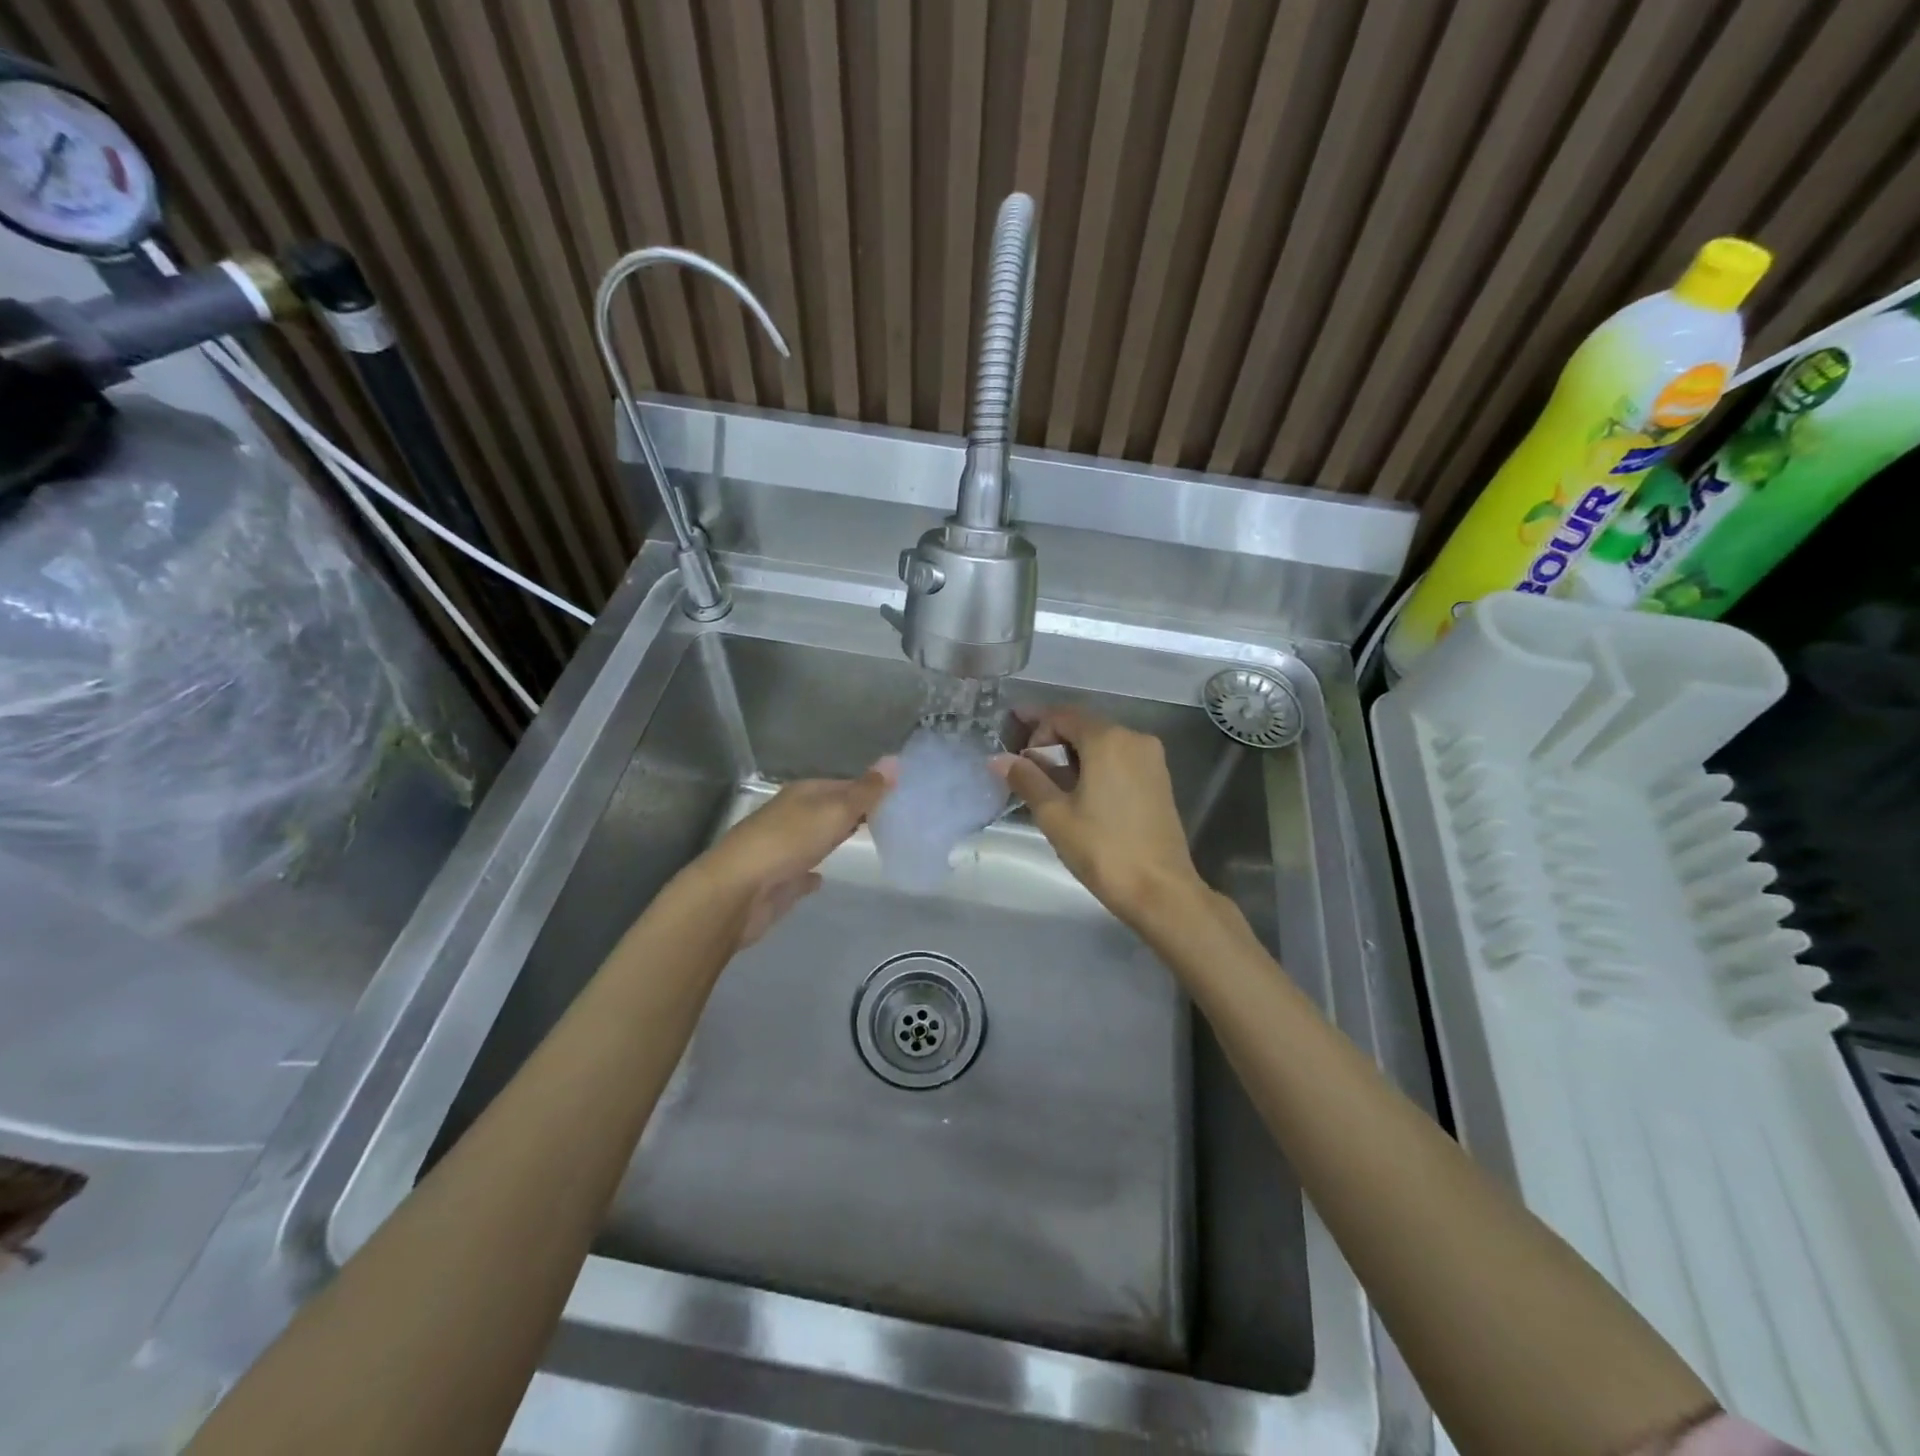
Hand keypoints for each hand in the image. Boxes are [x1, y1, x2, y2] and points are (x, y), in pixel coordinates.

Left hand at [690, 767, 892, 948]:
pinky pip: (802, 872)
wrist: (737, 891)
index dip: (870, 788)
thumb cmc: (788, 842)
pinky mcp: (779, 880)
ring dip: (835, 837)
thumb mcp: (834, 811)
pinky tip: (825, 878)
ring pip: (816, 838)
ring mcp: (783, 848)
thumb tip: (895, 760)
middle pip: (830, 809)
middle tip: (892, 819)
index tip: (900, 797)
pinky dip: (814, 872)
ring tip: (868, 843)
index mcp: (803, 794)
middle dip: (855, 812)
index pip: (844, 784)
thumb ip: (865, 791)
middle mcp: (791, 816)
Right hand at [992, 708, 1208, 928]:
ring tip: (1045, 780)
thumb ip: (1026, 779)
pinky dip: (1094, 765)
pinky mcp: (1159, 780)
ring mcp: (1151, 759)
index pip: (1062, 715)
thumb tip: (998, 759)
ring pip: (1102, 743)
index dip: (1034, 723)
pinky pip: (1119, 759)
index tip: (1010, 737)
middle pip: (1084, 725)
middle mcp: (1134, 738)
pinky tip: (1077, 790)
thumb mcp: (1054, 815)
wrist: (1160, 890)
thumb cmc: (1102, 849)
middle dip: (1051, 738)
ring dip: (1072, 754)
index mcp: (1108, 739)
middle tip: (1023, 764)